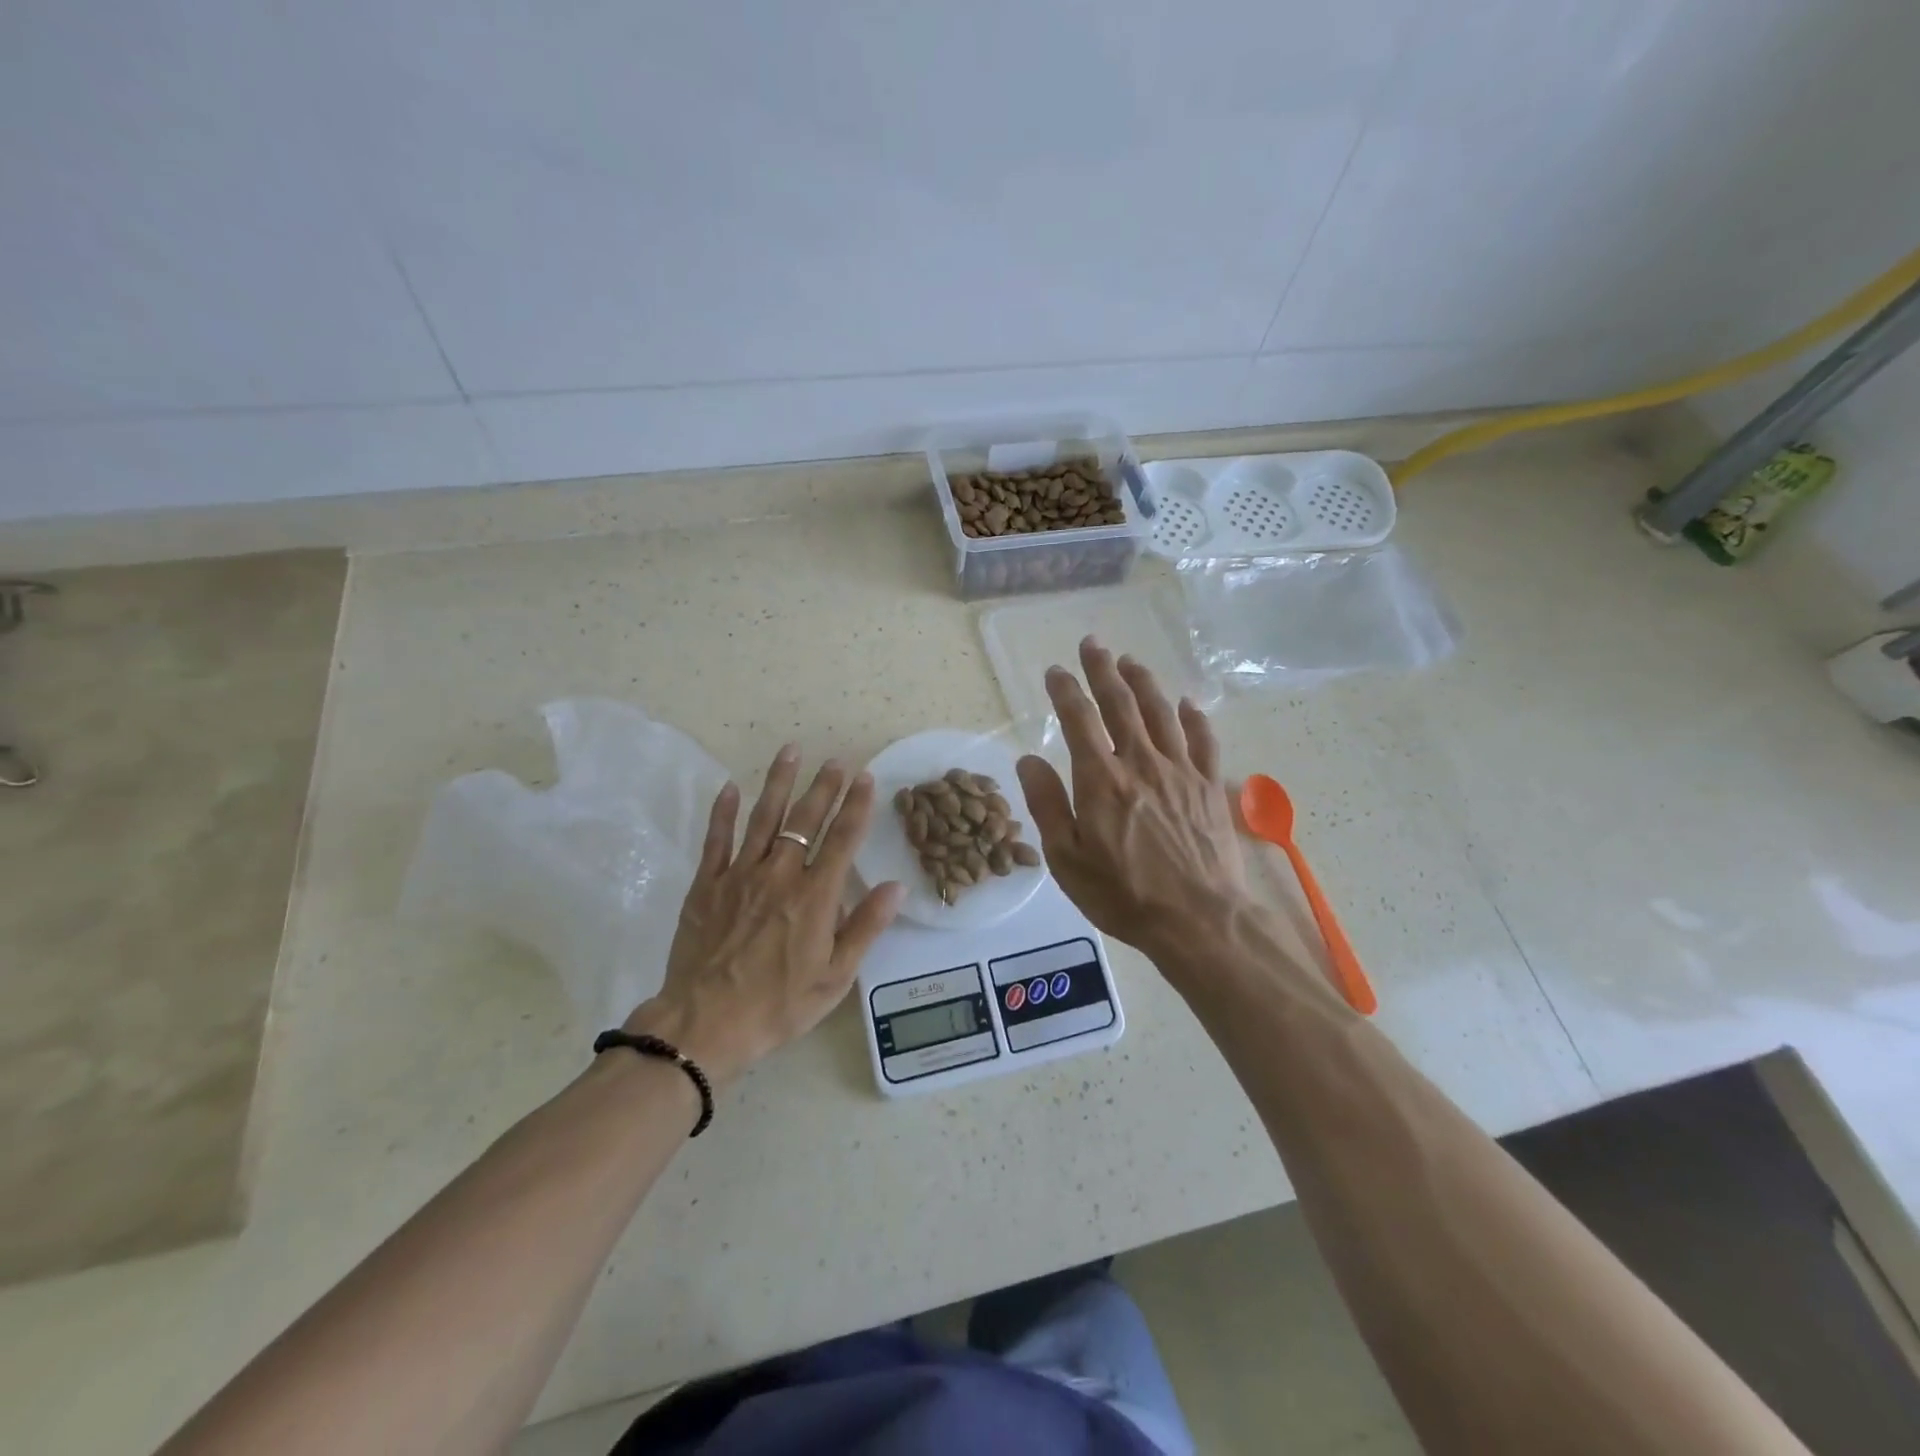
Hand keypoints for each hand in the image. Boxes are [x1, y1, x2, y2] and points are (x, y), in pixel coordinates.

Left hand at [626, 746, 903, 1085]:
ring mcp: (739, 876)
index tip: (865, 778)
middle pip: (805, 820)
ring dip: (779, 783)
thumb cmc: (778, 1005)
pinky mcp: (706, 885)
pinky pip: (716, 840)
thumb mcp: (835, 977)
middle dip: (823, 787)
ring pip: (763, 818)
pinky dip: (724, 812)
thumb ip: (865, 927)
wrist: (705, 1024)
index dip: (856, 806)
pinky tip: (732, 788)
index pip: (842, 840)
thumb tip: (895, 887)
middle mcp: (780, 875)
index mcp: (815, 897)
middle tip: (835, 761)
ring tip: (790, 751)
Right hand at [1016, 638, 1252, 968]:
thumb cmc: (1123, 894)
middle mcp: (1141, 763)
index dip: (1065, 690)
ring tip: (1131, 662)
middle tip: (1093, 644)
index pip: (1078, 719)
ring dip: (1144, 682)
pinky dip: (1193, 718)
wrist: (1198, 919)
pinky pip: (1203, 740)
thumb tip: (1027, 758)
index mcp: (1101, 779)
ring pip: (1161, 712)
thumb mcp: (1067, 859)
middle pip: (1120, 703)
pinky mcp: (1210, 786)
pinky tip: (1187, 704)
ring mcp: (1180, 771)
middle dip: (1103, 670)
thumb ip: (1047, 804)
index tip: (1055, 671)